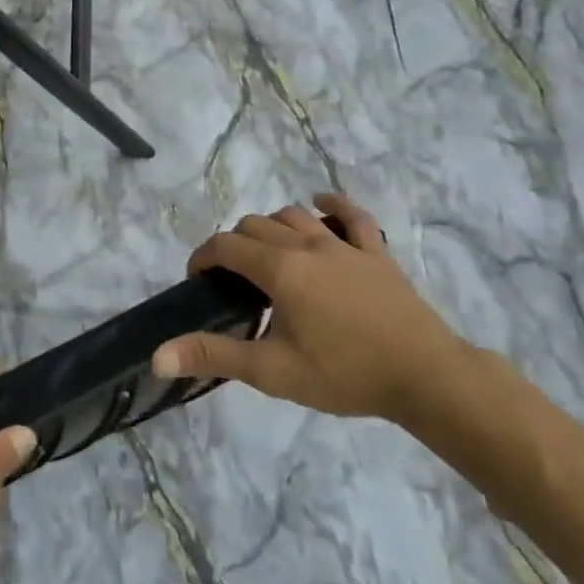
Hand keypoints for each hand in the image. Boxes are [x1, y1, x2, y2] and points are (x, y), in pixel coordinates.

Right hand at [152, 193, 466, 421]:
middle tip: (232, 281)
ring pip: (294, 215)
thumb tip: (157, 357)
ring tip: (267, 255)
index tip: (198, 282)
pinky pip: (353, 217)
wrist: (427, 378)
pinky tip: (320, 205)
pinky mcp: (377, 253)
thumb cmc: (344, 374)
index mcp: (279, 270)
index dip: (202, 258)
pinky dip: (332, 206)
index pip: (225, 246)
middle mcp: (307, 245)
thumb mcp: (271, 371)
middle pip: (254, 225)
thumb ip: (213, 356)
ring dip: (271, 227)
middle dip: (233, 244)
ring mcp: (345, 246)